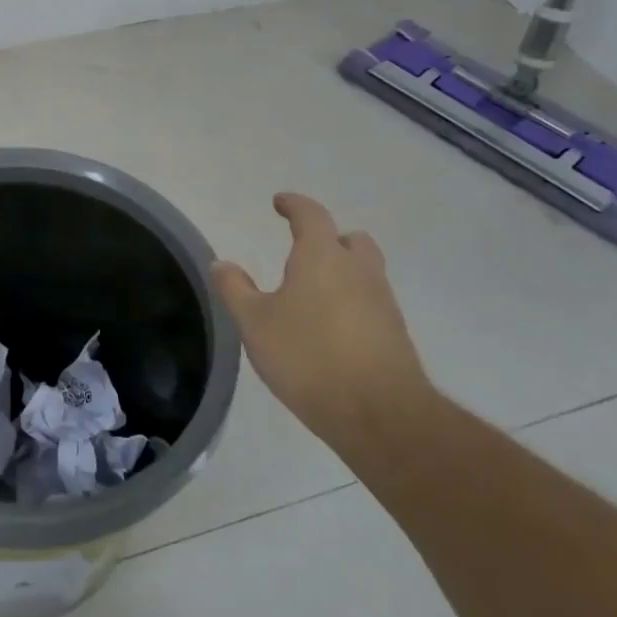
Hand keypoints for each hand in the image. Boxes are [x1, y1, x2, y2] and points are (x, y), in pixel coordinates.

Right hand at [211, 193, 431, 453]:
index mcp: (322, 257)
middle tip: (305, 251)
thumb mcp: (255, 323)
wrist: (379, 414)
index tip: (279, 203)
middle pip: (350, 240)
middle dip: (329, 239)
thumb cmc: (308, 356)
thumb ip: (235, 289)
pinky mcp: (396, 335)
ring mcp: (384, 302)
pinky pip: (372, 304)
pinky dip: (352, 304)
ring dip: (343, 273)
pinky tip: (331, 330)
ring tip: (313, 295)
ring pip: (365, 272)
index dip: (294, 205)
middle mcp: (359, 271)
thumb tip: (220, 263)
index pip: (311, 215)